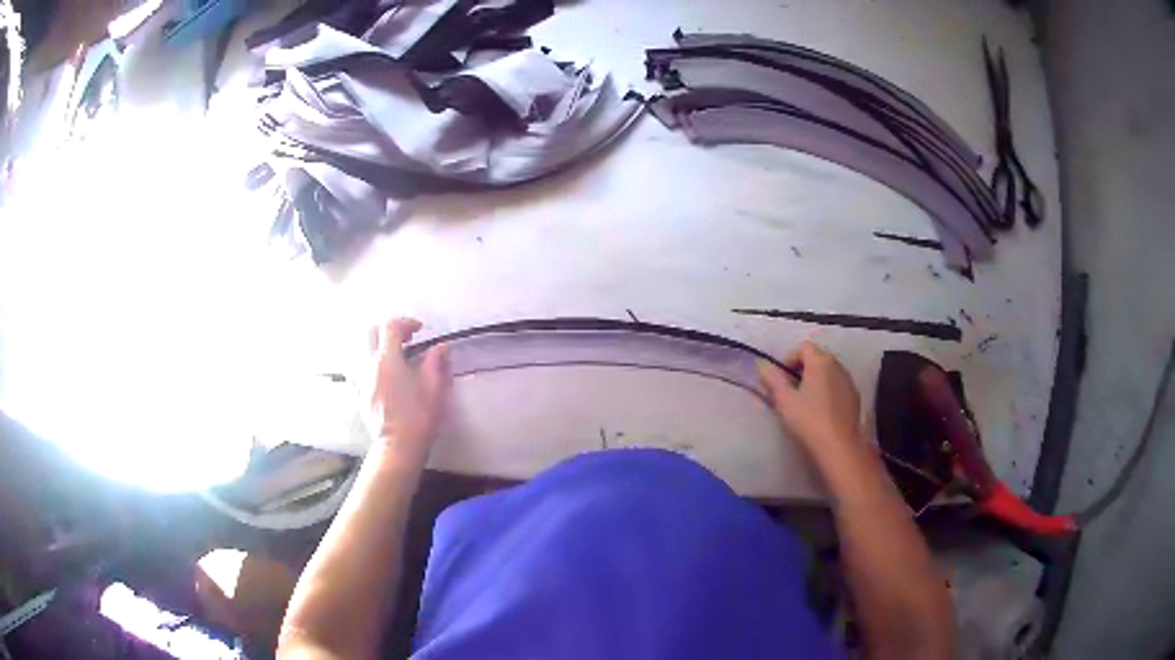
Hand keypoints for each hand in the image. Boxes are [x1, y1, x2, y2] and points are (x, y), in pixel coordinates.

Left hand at [366, 319, 449, 463]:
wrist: (397, 446)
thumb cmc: (418, 417)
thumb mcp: (434, 388)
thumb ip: (436, 362)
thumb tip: (441, 346)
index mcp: (387, 360)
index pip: (391, 327)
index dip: (406, 322)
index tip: (420, 329)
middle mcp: (369, 364)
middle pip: (371, 332)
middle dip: (389, 329)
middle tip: (407, 338)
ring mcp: (362, 378)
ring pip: (364, 349)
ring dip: (380, 344)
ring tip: (397, 355)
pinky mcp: (361, 392)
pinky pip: (362, 366)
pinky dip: (374, 361)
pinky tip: (388, 373)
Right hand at [758, 342, 861, 462]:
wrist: (839, 447)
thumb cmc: (809, 421)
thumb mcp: (784, 400)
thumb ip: (773, 379)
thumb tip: (763, 365)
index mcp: (821, 362)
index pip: (803, 348)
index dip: (789, 359)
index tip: (781, 379)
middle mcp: (837, 366)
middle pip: (817, 358)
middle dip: (802, 370)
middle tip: (790, 391)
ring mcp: (848, 382)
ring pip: (828, 373)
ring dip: (816, 381)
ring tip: (805, 403)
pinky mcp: (855, 398)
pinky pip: (837, 387)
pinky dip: (827, 392)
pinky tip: (821, 412)